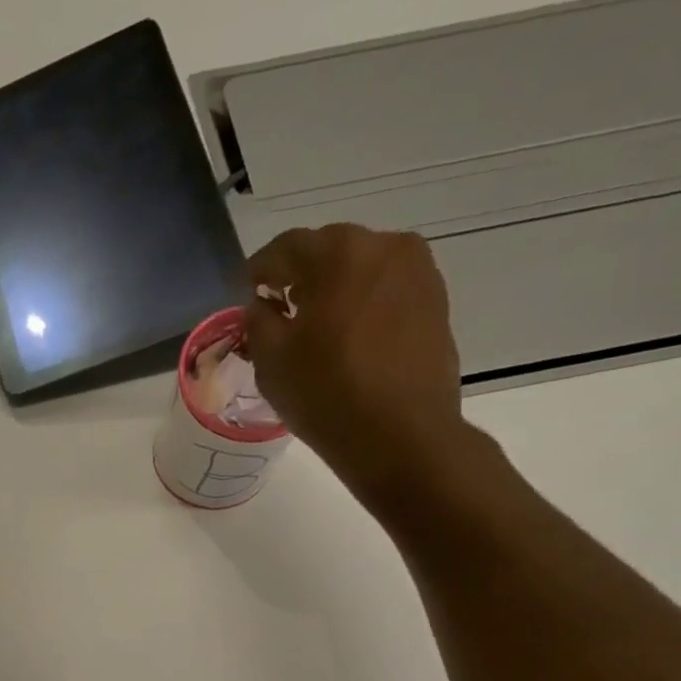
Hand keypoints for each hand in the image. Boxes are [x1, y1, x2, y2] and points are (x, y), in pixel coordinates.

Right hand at [246, 225, 471, 505]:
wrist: (401, 434)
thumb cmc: (326, 394)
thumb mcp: (271, 360)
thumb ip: (258, 321)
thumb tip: (262, 305)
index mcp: (338, 252)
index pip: (285, 247)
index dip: (259, 270)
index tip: (245, 291)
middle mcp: (384, 245)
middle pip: (327, 252)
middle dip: (299, 276)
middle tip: (278, 308)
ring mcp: (417, 270)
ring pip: (360, 269)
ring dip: (333, 289)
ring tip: (314, 326)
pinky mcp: (435, 300)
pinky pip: (385, 290)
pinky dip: (361, 304)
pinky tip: (348, 337)